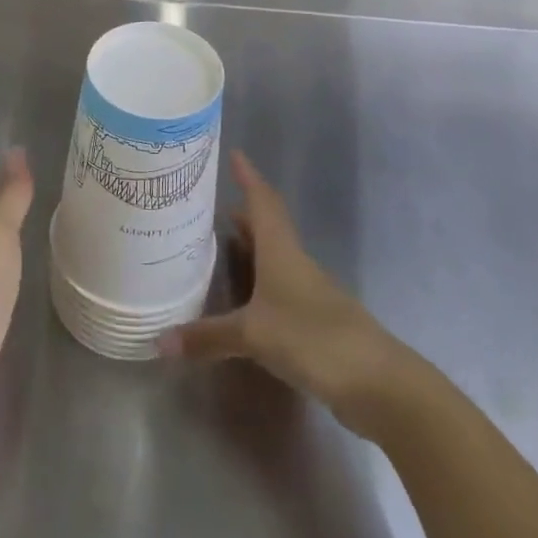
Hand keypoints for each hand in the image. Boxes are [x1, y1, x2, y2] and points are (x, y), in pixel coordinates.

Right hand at [157, 152, 419, 435]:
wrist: (379, 384)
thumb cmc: (313, 339)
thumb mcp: (252, 335)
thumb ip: (206, 337)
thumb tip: (158, 342)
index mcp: (282, 252)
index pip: (263, 202)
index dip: (249, 177)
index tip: (235, 153)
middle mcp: (296, 264)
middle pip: (269, 228)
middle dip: (244, 214)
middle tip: (212, 204)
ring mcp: (310, 293)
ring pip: (275, 259)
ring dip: (252, 248)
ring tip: (221, 244)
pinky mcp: (316, 322)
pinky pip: (280, 289)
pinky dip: (259, 283)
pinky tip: (244, 299)